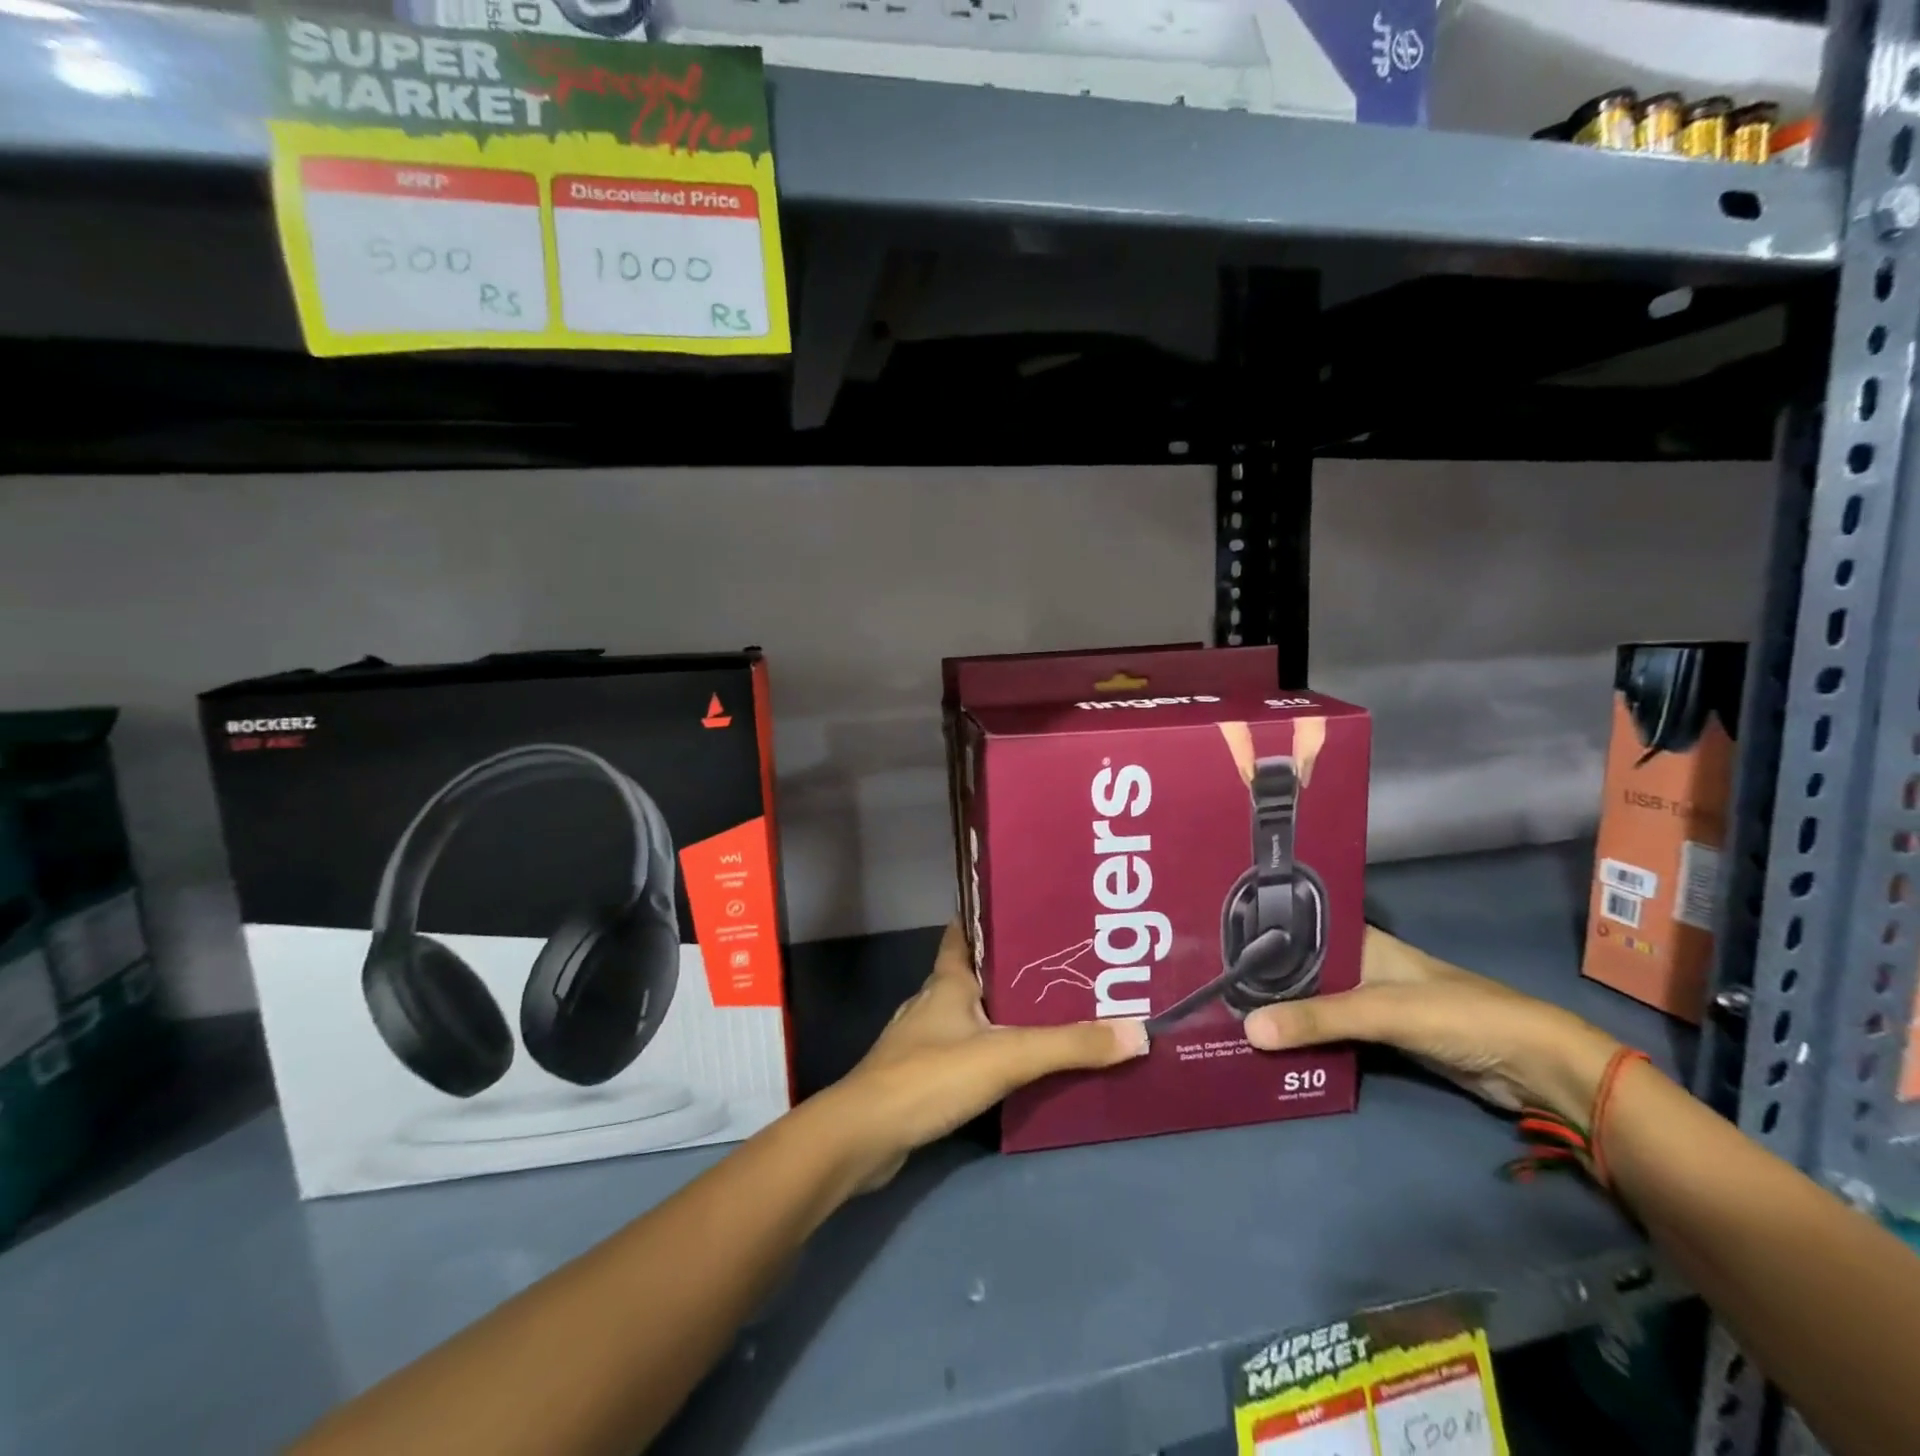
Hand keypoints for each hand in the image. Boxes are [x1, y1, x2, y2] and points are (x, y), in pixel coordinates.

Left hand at [826, 922, 1147, 1189]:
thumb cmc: (931, 1076)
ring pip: (965, 1016)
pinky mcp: (917, 1077)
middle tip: (1055, 968)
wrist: (864, 1136)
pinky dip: (983, 1052)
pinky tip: (1009, 1067)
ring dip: (996, 1014)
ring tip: (1041, 1015)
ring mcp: (919, 1042)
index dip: (985, 919)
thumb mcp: (1007, 1055)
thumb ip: (1070, 1045)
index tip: (1020, 910)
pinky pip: (958, 1053)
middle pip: (970, 976)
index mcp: (946, 983)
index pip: (962, 935)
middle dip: (1007, 971)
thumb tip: (1137, 1032)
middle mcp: (931, 1003)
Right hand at [1242, 926, 1619, 1123]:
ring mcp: (1370, 1003)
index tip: (1209, 947)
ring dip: (1282, 1014)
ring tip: (1226, 1019)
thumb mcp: (1382, 1010)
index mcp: (1359, 941)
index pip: (1296, 930)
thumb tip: (1247, 1030)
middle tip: (1207, 991)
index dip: (1256, 937)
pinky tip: (1271, 1048)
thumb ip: (1318, 1019)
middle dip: (1261, 981)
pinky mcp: (1381, 1039)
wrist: (1533, 1066)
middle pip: (1300, 970)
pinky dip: (1306, 1040)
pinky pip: (1332, 1034)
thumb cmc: (1458, 1014)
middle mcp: (1359, 966)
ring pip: (1314, 1004)